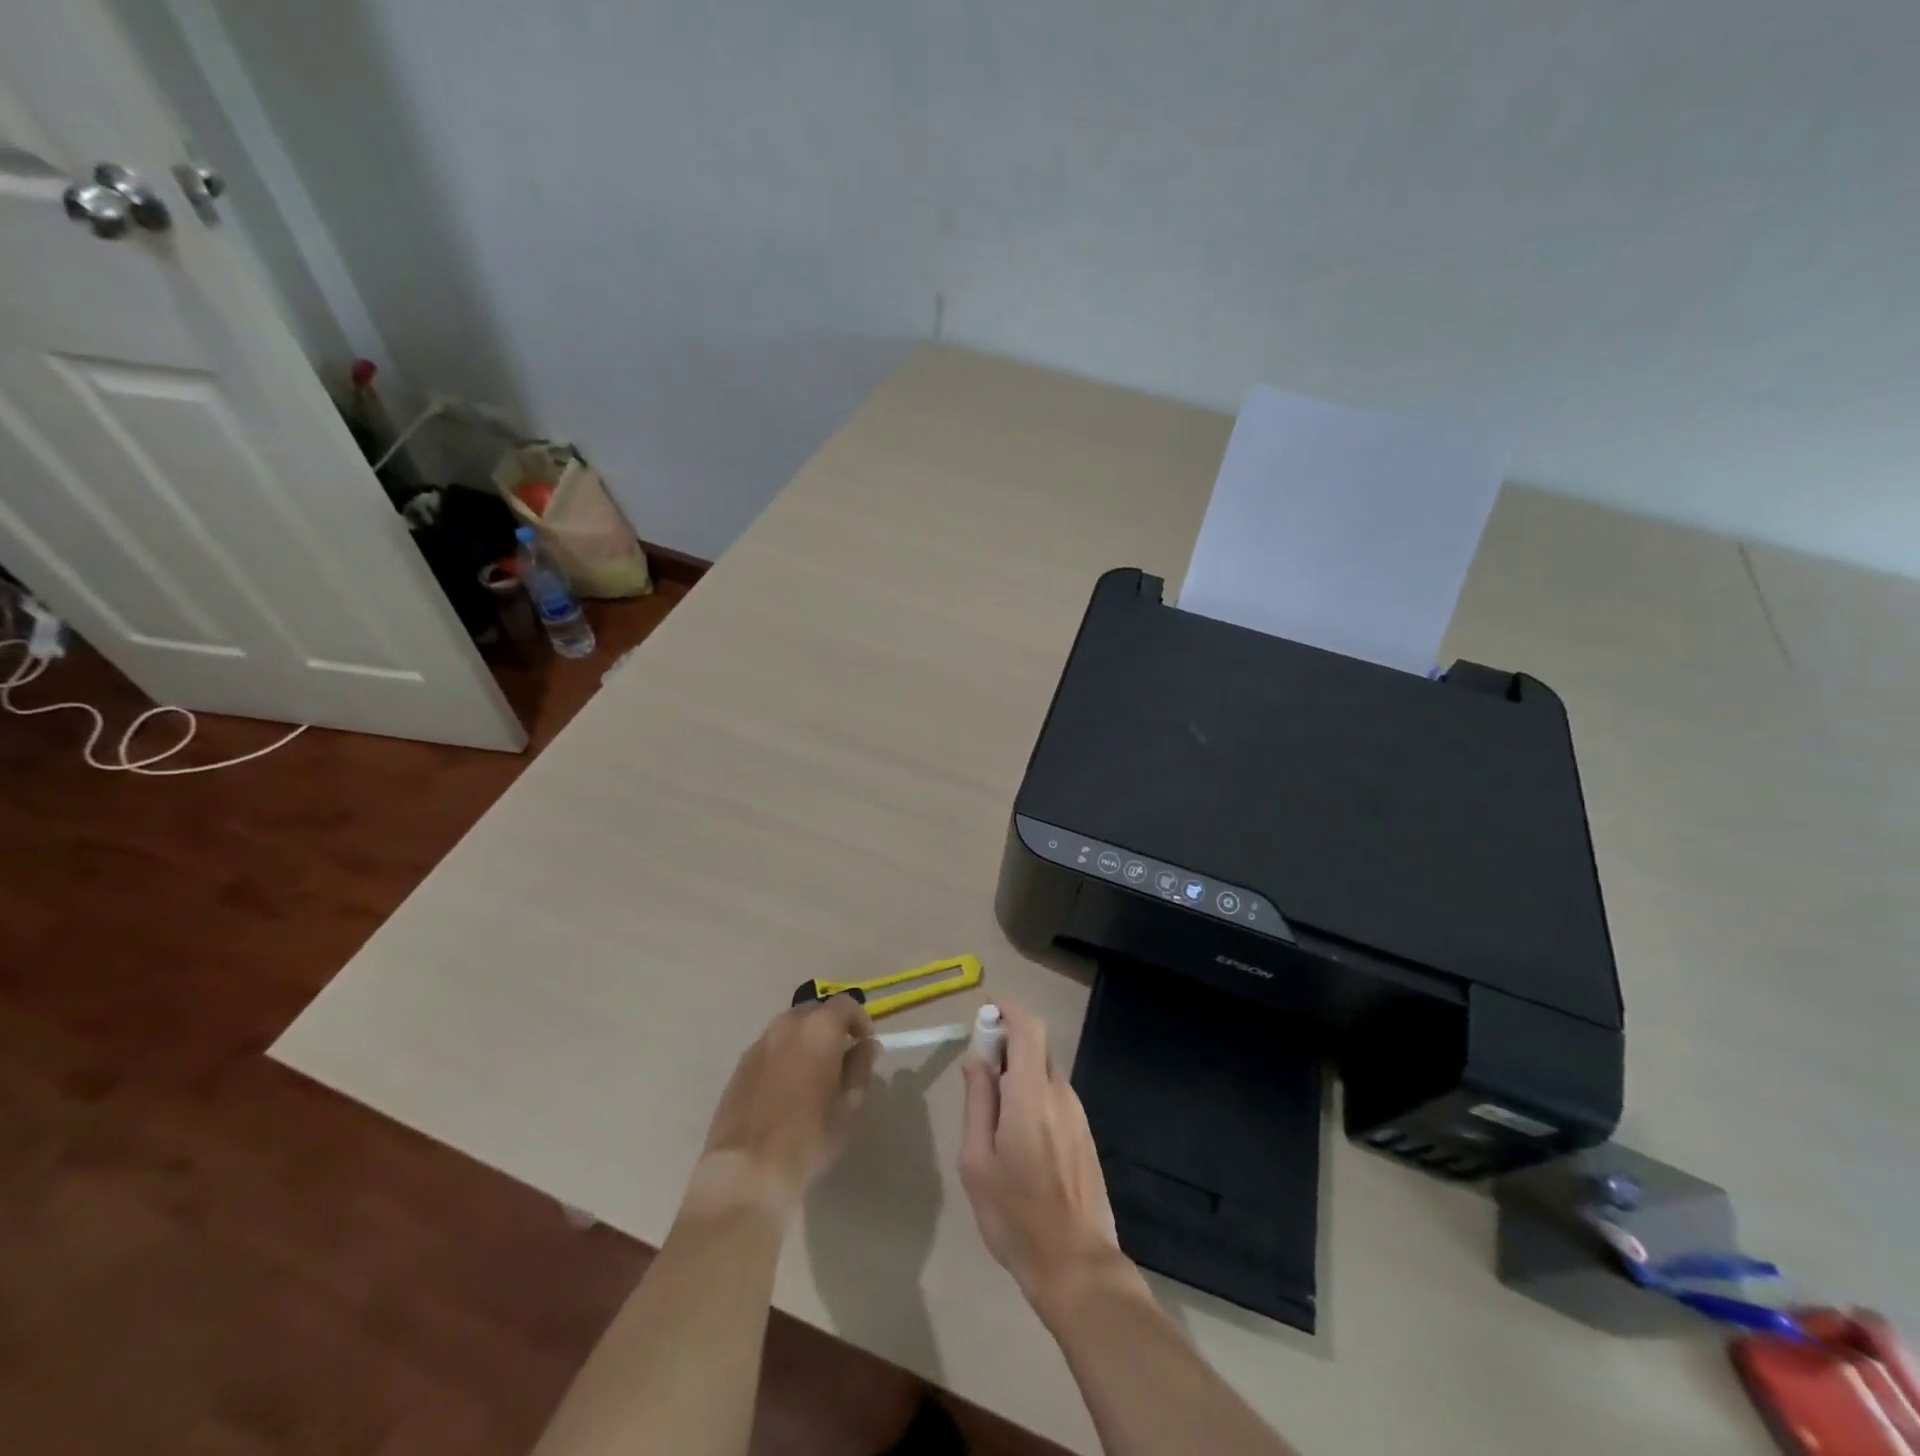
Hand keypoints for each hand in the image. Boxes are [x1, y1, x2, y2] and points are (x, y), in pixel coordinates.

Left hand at [692, 996, 877, 1217]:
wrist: (747, 1170)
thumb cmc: (809, 1136)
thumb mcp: (849, 1104)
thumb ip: (860, 1067)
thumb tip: (866, 1046)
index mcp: (818, 1028)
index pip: (846, 1005)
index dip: (861, 1021)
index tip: (866, 1045)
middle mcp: (786, 1025)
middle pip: (815, 1010)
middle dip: (832, 1026)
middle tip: (842, 1057)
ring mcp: (759, 1044)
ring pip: (790, 1028)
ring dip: (806, 1040)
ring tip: (814, 1073)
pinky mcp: (740, 1066)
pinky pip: (770, 1048)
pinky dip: (784, 1055)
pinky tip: (787, 1088)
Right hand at [959, 1004, 1135, 1312]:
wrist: (1076, 1264)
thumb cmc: (1015, 1215)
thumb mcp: (977, 1161)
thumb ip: (978, 1101)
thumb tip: (977, 1059)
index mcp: (1032, 1094)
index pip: (1028, 1028)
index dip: (1007, 1011)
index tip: (984, 1015)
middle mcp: (1060, 1094)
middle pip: (1037, 1045)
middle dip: (1008, 1042)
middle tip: (979, 1069)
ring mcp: (1077, 1114)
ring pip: (1046, 1071)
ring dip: (1020, 1070)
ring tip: (993, 1110)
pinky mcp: (1084, 1133)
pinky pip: (1055, 1095)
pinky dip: (1033, 1092)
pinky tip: (1017, 1133)